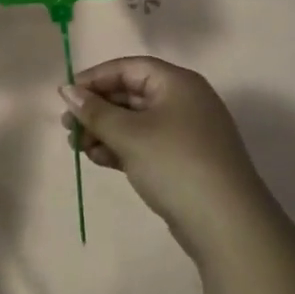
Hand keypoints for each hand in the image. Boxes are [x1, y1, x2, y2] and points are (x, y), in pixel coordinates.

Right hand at [61, 57, 266, 262]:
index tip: (66, 95)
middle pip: (131, 94)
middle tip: (68, 125)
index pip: (129, 68)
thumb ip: (94, 111)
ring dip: (104, 130)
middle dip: (97, 108)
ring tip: (77, 147)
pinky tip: (98, 158)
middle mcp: (184, 101)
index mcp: (177, 83)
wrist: (227, 225)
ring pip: (136, 122)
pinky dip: (121, 148)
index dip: (95, 78)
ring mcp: (186, 133)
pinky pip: (145, 144)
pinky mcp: (184, 161)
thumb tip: (66, 90)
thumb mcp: (128, 134)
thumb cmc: (175, 164)